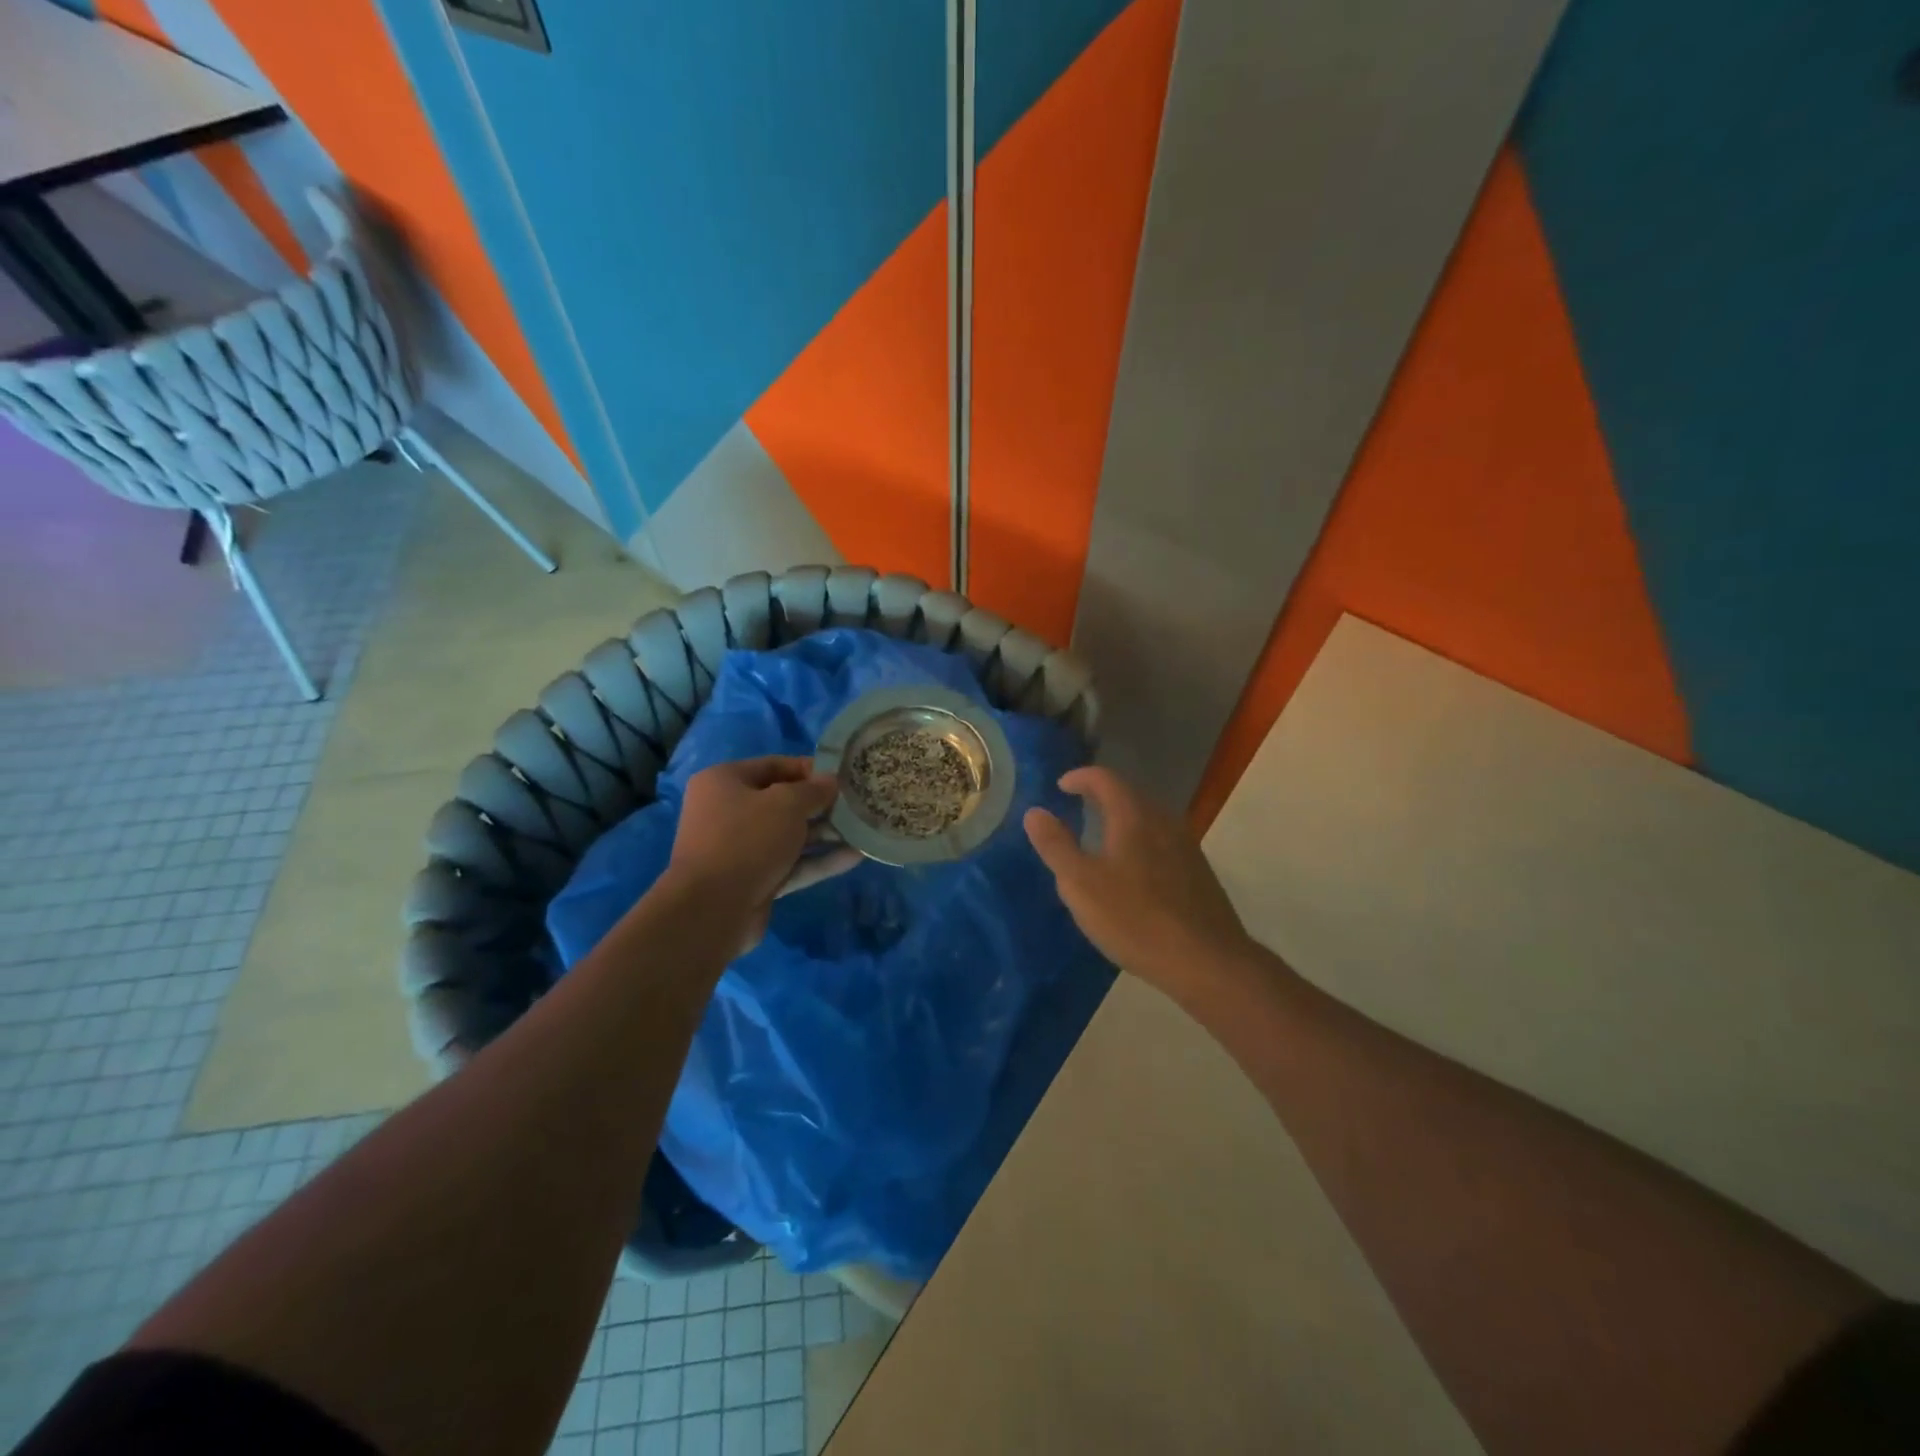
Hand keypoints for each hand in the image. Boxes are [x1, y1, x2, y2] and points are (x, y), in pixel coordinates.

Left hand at [667, 757, 854, 947]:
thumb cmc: (747, 839)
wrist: (712, 909)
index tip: (843, 776)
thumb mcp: (786, 804)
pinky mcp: (754, 880)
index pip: (773, 766)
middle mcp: (728, 812)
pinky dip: (819, 860)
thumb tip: (831, 782)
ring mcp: (741, 849)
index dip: (810, 769)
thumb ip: (814, 790)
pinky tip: (855, 856)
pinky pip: (791, 864)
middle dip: (821, 805)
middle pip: (782, 802)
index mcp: (724, 782)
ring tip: (863, 830)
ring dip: (825, 834)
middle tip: (857, 805)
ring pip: (789, 836)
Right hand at [1025, 766, 1258, 1000]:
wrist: (1206, 961)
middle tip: (1077, 810)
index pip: (1105, 779)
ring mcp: (1186, 846)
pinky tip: (1133, 874)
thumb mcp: (1081, 884)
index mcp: (1133, 817)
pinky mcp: (1199, 872)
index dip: (1080, 777)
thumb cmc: (1134, 918)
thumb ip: (1055, 845)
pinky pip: (1162, 843)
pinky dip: (1140, 843)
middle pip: (1129, 796)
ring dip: (1122, 821)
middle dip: (1101, 798)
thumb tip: (1035, 812)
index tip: (1061, 786)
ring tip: (1101, 841)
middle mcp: (1164, 821)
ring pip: (1148, 820)